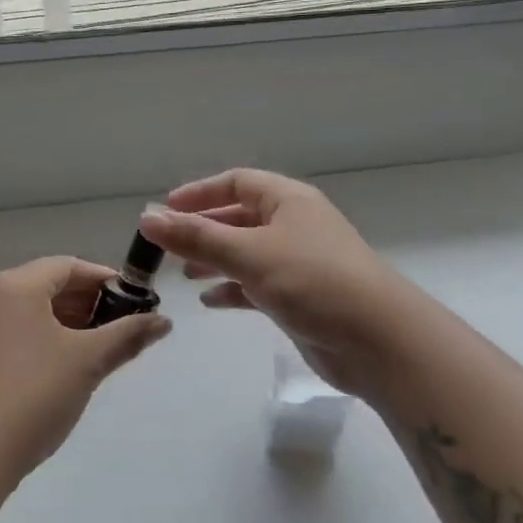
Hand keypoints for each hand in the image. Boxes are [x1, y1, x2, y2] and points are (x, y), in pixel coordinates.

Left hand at [0, 256, 171, 487]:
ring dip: (70, 324)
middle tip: (124, 326)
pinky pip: (18, 335)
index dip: (106, 279)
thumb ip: (128, 335)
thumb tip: (164, 321)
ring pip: (33, 313)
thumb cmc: (35, 391)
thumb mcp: (88, 360)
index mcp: (16, 286)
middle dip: (90, 303)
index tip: (136, 300)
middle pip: (49, 286)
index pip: (68, 266)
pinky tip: (69, 368)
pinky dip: (47, 341)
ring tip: (102, 349)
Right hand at [139, 170, 419, 402]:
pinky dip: (233, 290)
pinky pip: (257, 285)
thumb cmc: (312, 281)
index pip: (238, 182)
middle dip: (203, 230)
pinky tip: (210, 301)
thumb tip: (147, 218)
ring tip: (184, 274)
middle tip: (167, 247)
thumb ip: (196, 237)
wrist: (376, 339)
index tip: (164, 209)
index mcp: (288, 201)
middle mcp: (294, 225)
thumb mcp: (249, 253)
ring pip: (247, 253)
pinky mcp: (300, 297)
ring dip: (215, 260)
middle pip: (240, 218)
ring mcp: (298, 263)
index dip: (200, 193)